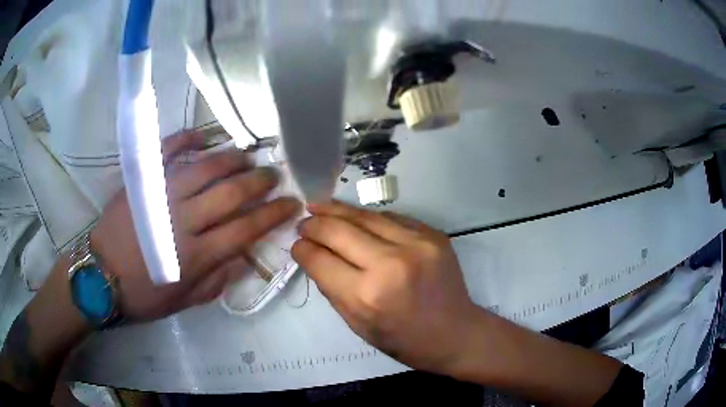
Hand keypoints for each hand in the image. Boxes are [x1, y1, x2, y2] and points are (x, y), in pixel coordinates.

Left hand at [91, 132, 300, 320]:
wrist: (101, 276)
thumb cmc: (144, 294)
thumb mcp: (185, 301)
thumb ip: (217, 280)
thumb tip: (242, 257)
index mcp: (198, 255)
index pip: (246, 229)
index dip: (273, 214)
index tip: (292, 203)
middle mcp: (184, 221)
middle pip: (231, 194)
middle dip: (259, 182)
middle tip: (274, 174)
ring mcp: (162, 196)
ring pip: (206, 168)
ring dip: (232, 159)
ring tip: (248, 155)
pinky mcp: (143, 181)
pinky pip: (168, 151)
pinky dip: (188, 140)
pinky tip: (204, 137)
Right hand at [291, 201, 477, 373]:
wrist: (454, 332)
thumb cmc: (402, 339)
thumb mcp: (357, 324)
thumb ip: (331, 287)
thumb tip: (311, 255)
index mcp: (366, 295)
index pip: (319, 259)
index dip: (302, 249)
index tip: (296, 244)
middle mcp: (390, 263)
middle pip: (338, 230)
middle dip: (314, 224)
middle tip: (304, 222)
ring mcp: (416, 244)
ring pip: (364, 216)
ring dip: (337, 211)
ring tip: (320, 207)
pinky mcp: (432, 234)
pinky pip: (390, 218)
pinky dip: (367, 218)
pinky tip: (355, 218)